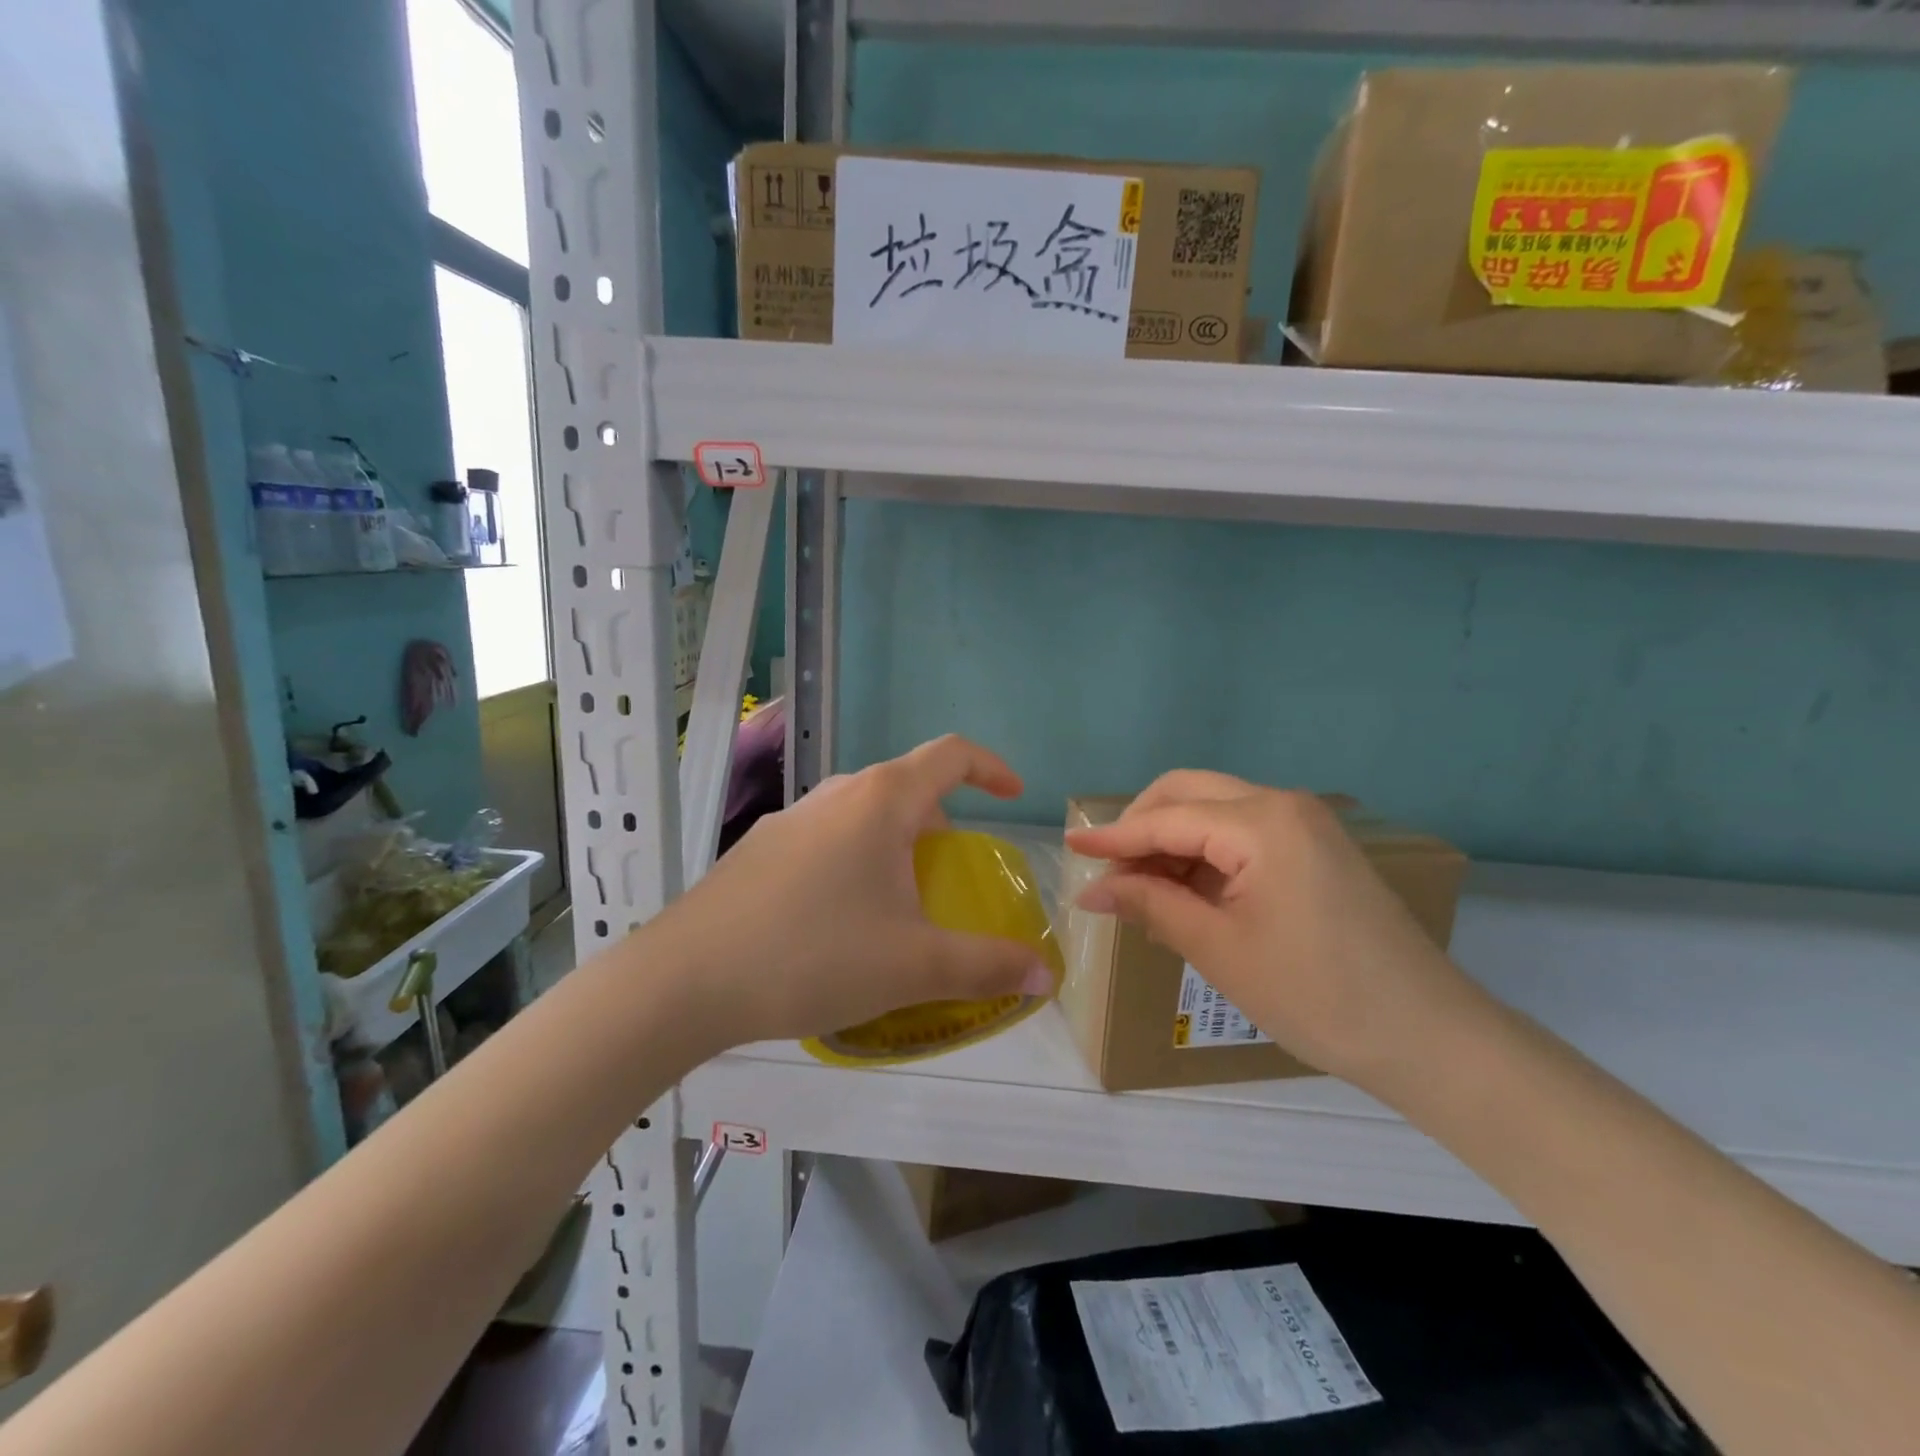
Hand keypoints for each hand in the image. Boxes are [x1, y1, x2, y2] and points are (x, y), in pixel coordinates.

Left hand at [657, 735, 1055, 1048]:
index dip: (991, 767)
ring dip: (895, 843)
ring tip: (898, 902)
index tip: (1013, 797)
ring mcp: (790, 819)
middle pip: (906, 786)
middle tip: (951, 871)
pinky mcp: (759, 849)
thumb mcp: (913, 967)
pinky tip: (837, 922)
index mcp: (880, 801)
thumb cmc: (813, 956)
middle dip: (941, 821)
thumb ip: (986, 967)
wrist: (684, 980)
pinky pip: (826, 839)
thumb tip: (1044, 974)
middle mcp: (835, 795)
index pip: (951, 755)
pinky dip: (854, 861)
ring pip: (862, 814)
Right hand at [1065, 770, 1482, 1084]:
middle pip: (1189, 792)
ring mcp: (1305, 824)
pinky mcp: (1316, 848)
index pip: (1166, 819)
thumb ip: (1150, 905)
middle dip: (1142, 825)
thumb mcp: (1219, 950)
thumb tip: (1091, 890)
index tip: (1069, 850)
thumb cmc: (1316, 994)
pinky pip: (1242, 834)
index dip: (1113, 837)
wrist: (1428, 1038)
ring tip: (1142, 891)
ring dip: (1172, 841)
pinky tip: (1185, 894)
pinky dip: (1205, 855)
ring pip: (1214, 811)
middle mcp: (1284, 805)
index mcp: (1262, 823)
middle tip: (1110, 870)